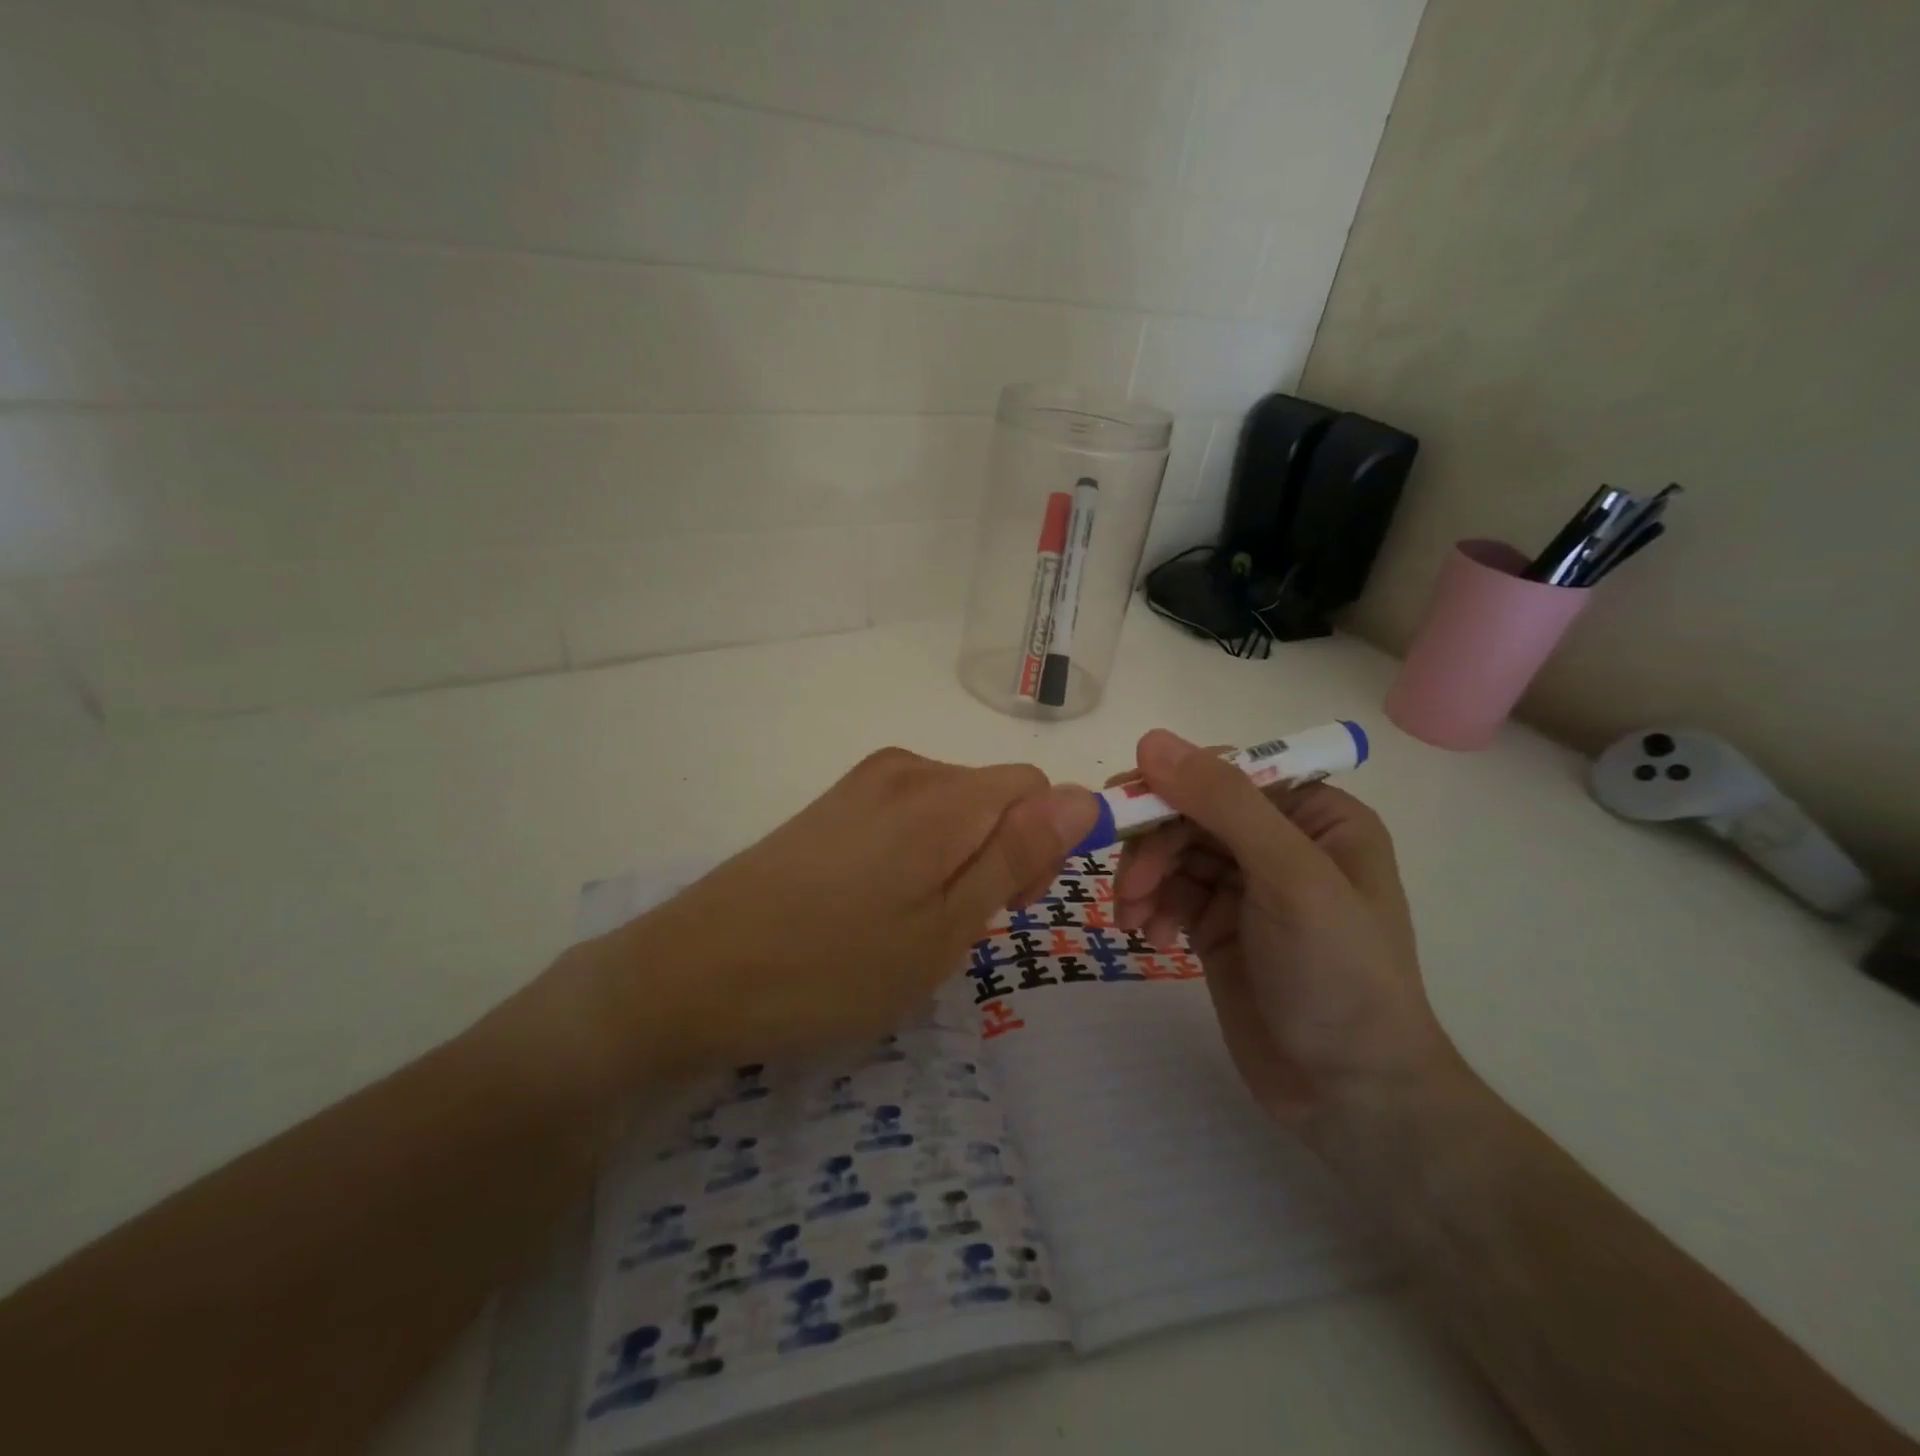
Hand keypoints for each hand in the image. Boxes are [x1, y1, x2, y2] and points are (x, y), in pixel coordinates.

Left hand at [559, 749, 1097, 1087]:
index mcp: (942, 794)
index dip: (1043, 846)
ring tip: (914, 925)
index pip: (1036, 789)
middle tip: (958, 928)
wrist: (693, 973)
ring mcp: (862, 783)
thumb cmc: (833, 968)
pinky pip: (908, 815)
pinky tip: (878, 906)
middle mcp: (905, 768)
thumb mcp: (944, 927)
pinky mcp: (833, 804)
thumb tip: (1087, 798)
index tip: (1009, 907)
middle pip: (993, 795)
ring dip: (958, 859)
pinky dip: (919, 854)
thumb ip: (1017, 855)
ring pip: (952, 808)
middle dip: (1001, 853)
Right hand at [1110, 729, 1457, 1130]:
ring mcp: (1247, 886)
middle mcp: (1281, 841)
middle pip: (1192, 812)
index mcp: (1317, 815)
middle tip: (1127, 885)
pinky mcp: (1218, 925)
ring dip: (1144, 879)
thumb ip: (1223, 802)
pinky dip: (1152, 908)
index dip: (1174, 783)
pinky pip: (1170, 893)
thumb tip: (1152, 740)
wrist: (1349, 1094)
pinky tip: (1152, 939)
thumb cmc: (1337, 973)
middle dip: (1154, 845)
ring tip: (1134, 919)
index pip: (1229, 773)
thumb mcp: (1289, 877)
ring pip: (1173, 852)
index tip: (1123, 806)